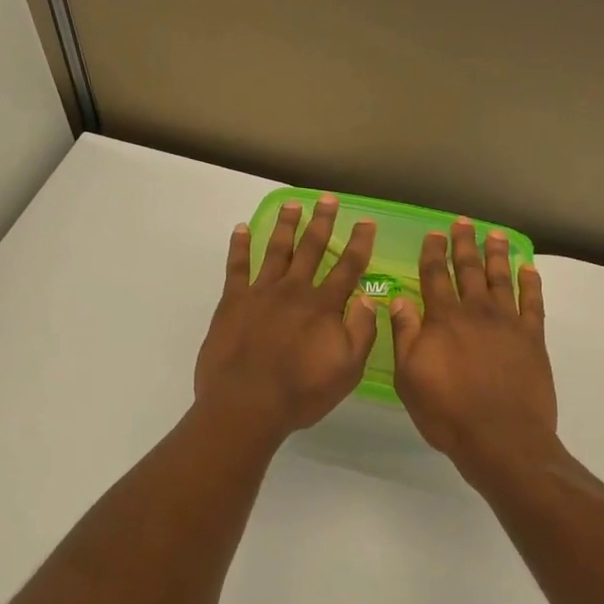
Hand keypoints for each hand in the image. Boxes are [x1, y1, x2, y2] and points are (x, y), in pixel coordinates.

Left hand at [195, 196, 379, 439]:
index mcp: (323, 306)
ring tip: (292, 204)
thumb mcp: (347, 369)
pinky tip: (241, 228)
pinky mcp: (233, 301)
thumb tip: (370, 299)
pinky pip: (237, 266)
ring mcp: (261, 292)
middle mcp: (294, 290)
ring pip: (277, 249)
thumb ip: (361, 331)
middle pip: (312, 248)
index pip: (348, 267)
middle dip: (323, 222)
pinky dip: (239, 246)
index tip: (366, 221)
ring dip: (286, 225)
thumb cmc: (301, 392)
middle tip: (329, 199)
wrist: (246, 404)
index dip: (360, 242)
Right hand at [389, 219, 554, 472]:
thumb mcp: (409, 377)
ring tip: (494, 235)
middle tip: (464, 222)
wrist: (501, 438)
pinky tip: (528, 269)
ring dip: (496, 255)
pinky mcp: (532, 338)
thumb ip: (405, 335)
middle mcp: (476, 312)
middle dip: (464, 244)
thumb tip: (398, 299)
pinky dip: (530, 283)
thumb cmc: (447, 412)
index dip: (433, 252)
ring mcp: (508, 322)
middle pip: (469, 269)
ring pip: (501, 278)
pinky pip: (533, 302)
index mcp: (443, 319)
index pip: (435, 276)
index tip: (434, 233)